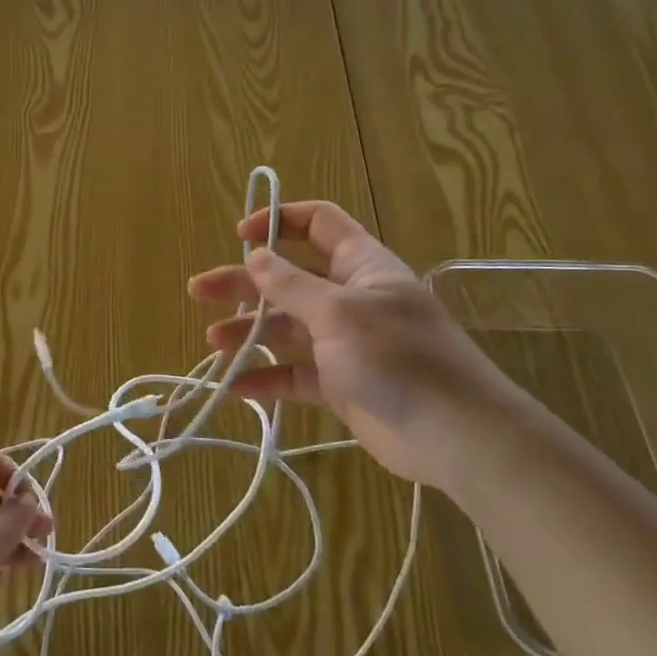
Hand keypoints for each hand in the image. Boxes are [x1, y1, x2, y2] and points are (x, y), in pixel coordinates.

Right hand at [188, 200, 533, 491]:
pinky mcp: (340, 384)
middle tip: (200, 290)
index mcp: (360, 265)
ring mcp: (345, 342)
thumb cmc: (398, 357)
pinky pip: (295, 374)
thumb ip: (291, 285)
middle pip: (288, 278)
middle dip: (244, 282)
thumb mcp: (338, 313)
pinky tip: (234, 386)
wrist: (456, 435)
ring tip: (213, 342)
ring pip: (286, 327)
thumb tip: (255, 256)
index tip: (240, 234)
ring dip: (248, 331)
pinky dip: (266, 378)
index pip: (319, 224)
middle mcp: (350, 298)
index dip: (279, 220)